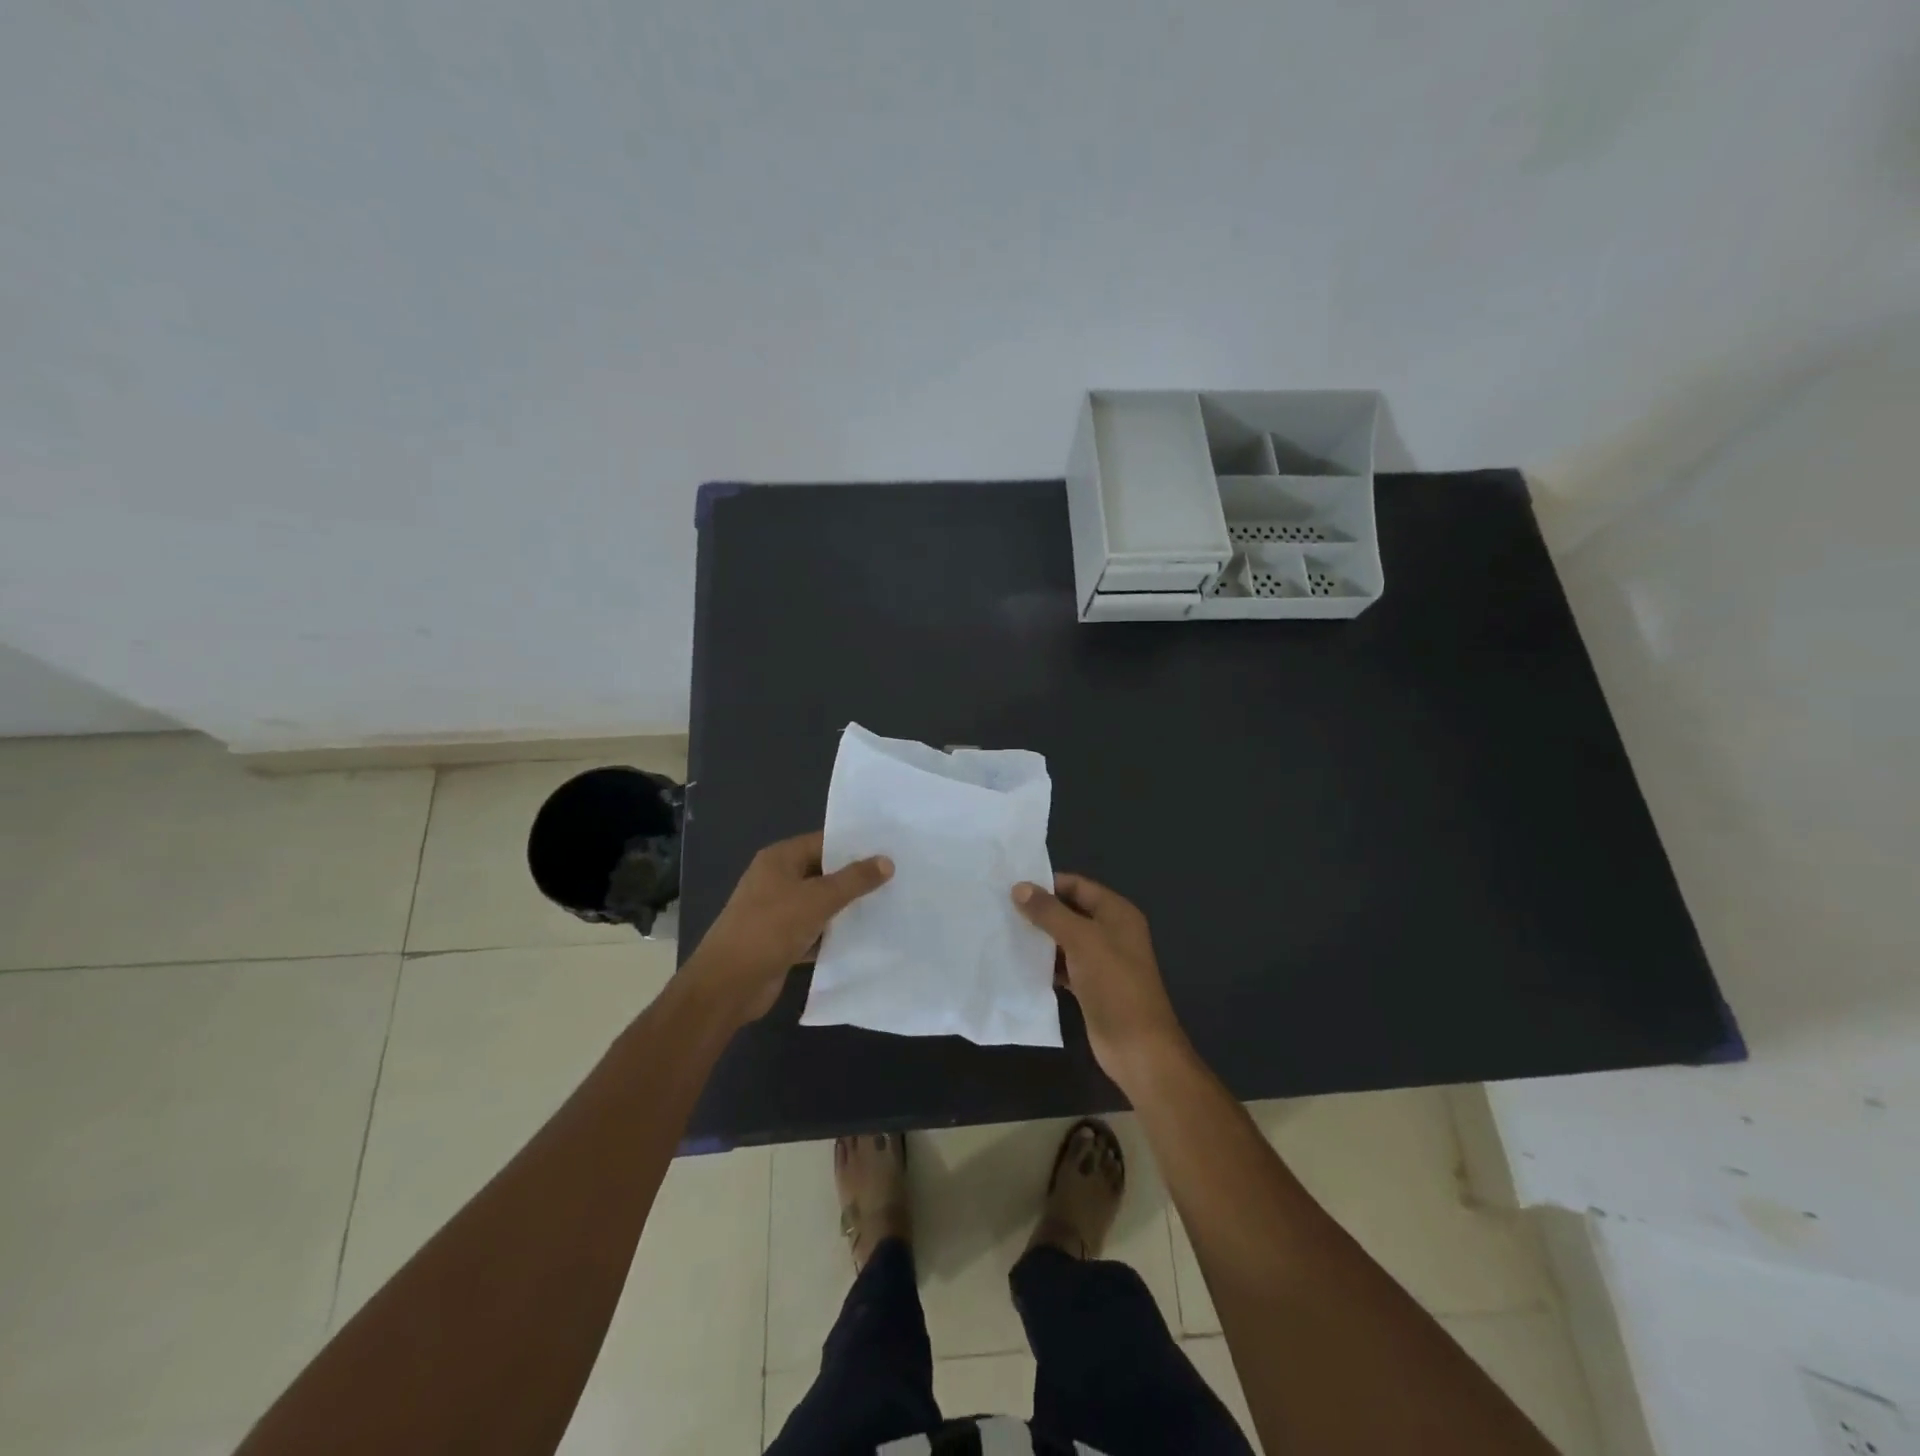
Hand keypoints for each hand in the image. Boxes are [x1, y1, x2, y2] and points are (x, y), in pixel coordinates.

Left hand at [688, 832, 892, 1022]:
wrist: (728, 984)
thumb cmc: (770, 929)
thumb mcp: (818, 899)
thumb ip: (854, 880)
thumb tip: (887, 861)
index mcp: (779, 859)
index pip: (823, 842)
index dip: (854, 846)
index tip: (890, 850)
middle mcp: (776, 880)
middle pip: (823, 872)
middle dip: (855, 878)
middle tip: (896, 878)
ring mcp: (777, 912)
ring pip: (820, 904)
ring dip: (846, 908)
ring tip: (888, 905)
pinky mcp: (781, 941)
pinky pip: (814, 931)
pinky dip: (833, 934)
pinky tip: (864, 938)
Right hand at [1012, 874, 1188, 1085]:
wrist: (1138, 1046)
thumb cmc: (1114, 984)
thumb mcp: (1081, 940)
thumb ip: (1050, 912)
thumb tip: (1019, 887)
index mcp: (1117, 913)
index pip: (1078, 886)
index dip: (1048, 884)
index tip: (1013, 886)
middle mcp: (1111, 932)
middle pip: (1071, 911)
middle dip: (1040, 911)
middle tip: (1002, 908)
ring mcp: (1102, 961)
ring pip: (1066, 940)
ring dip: (1040, 938)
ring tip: (1004, 933)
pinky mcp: (1092, 986)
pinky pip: (1064, 965)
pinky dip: (1046, 963)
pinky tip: (1020, 964)